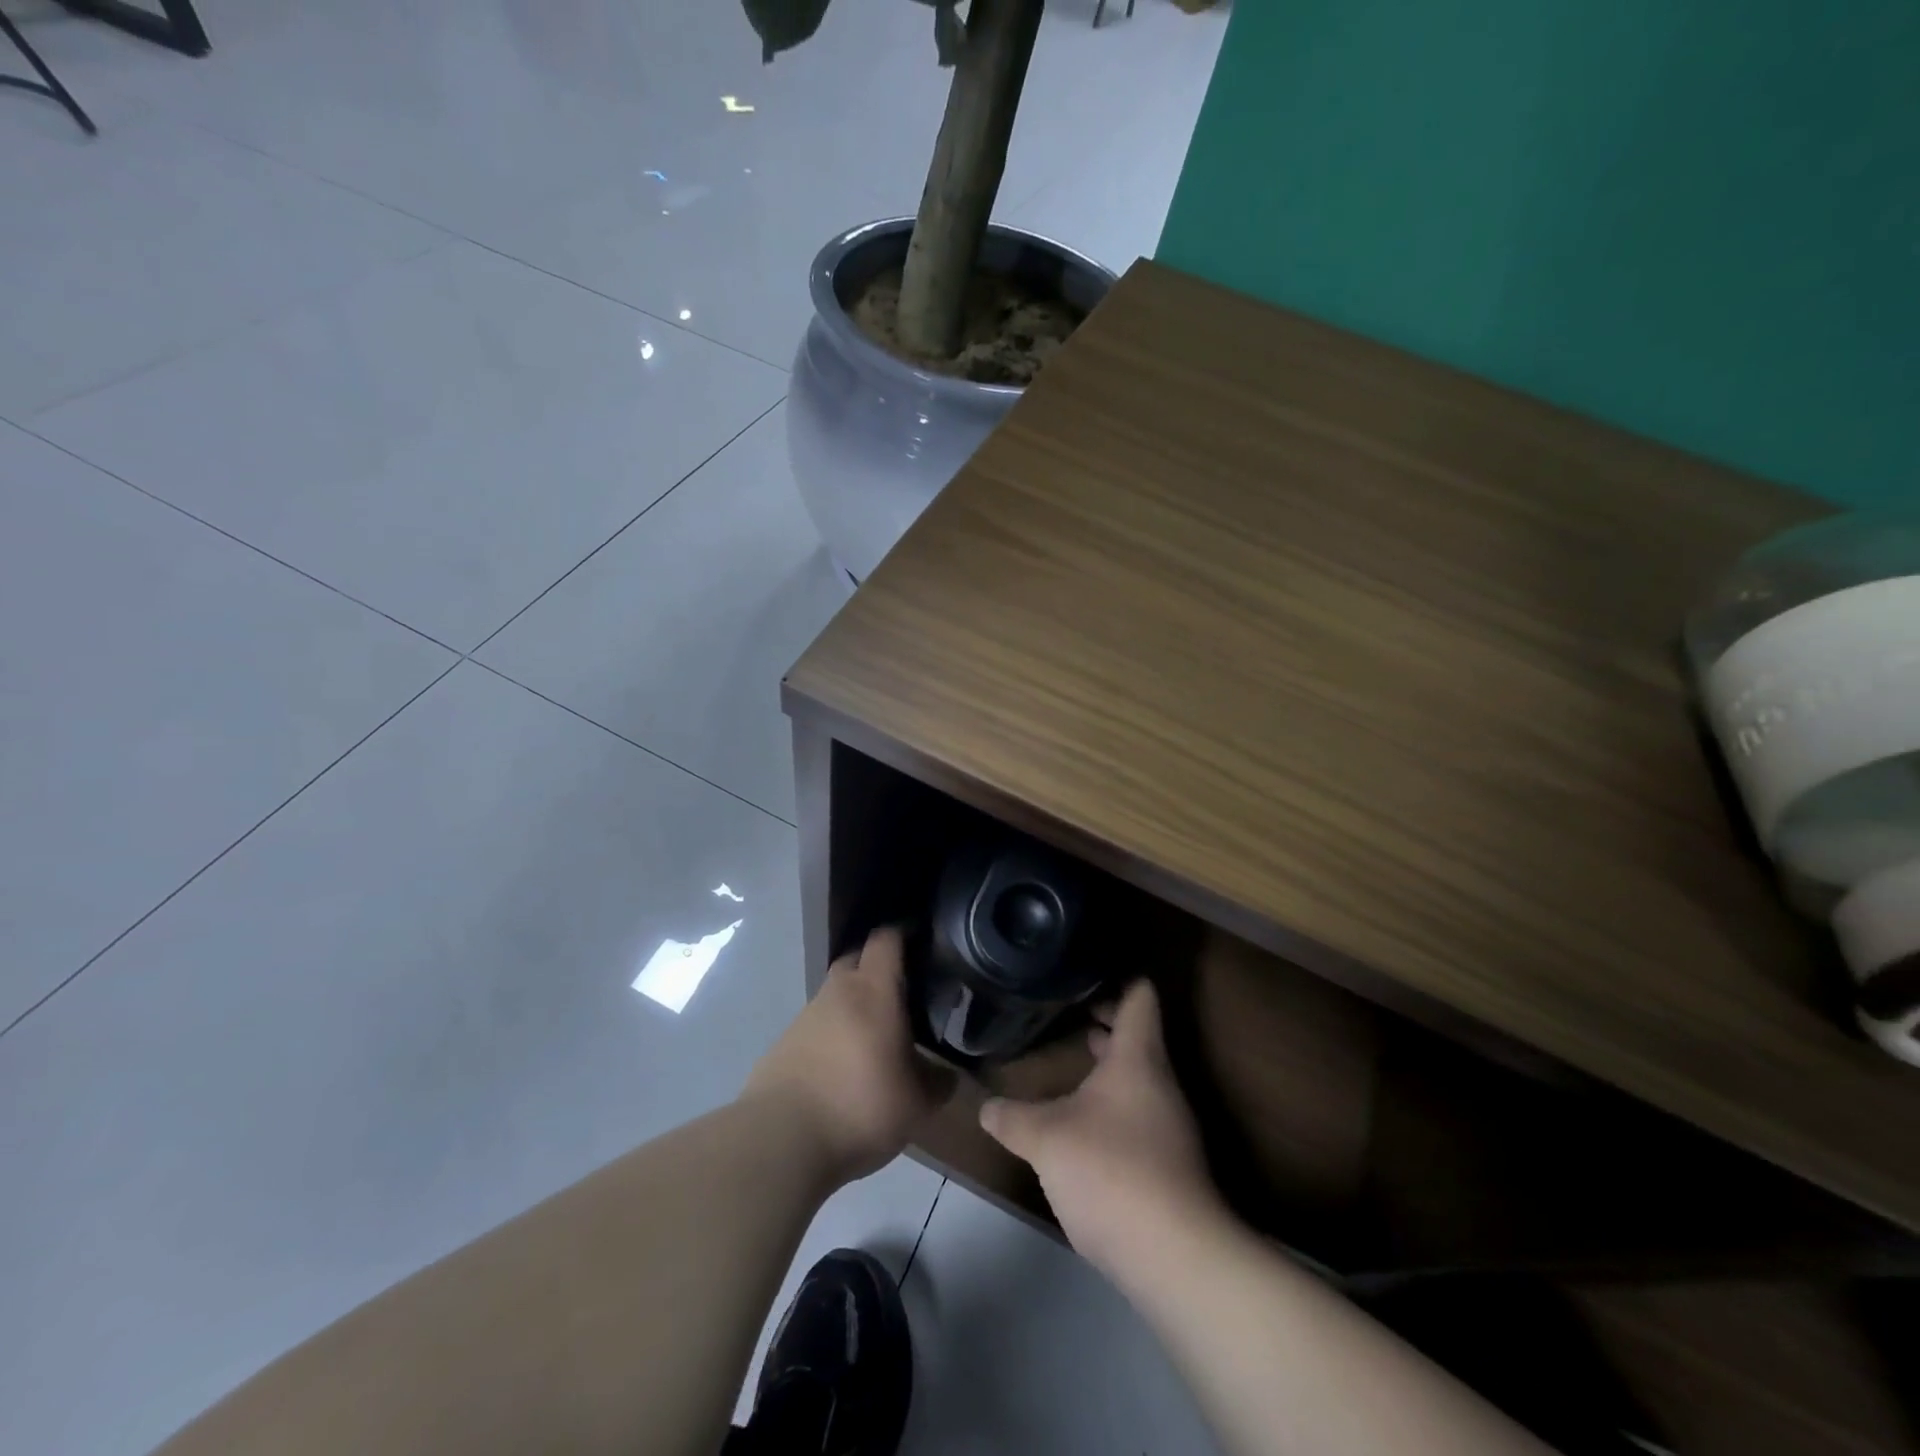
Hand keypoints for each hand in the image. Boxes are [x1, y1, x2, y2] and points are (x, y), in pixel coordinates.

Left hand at [745, 927, 955, 1183]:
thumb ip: (937, 1083)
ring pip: (835, 996)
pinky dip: (832, 1036)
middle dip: (877, 967)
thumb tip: (948, 1075)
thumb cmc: (860, 1106)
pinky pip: (816, 1028)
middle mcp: (837, 992)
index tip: (923, 941)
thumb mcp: (916, 1104)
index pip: (886, 939)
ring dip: (853, 1006)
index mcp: (873, 991)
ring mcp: (805, 1017)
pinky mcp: (783, 1045)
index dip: (904, 934)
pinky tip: (843, 1068)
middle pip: (856, 959)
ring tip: (875, 1037)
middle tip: (903, 990)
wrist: (781, 1140)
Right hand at [979, 979, 1223, 1277]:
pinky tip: (1081, 1125)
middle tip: (1065, 1015)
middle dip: (1103, 1024)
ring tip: (1067, 1067)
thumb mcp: (1046, 1139)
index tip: (1084, 973)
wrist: (1176, 1257)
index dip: (1117, 978)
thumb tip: (986, 1106)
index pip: (1139, 996)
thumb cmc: (1111, 1171)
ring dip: (1106, 1069)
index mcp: (1138, 1058)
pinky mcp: (1169, 1164)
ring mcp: (1170, 1125)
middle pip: (1138, 1036)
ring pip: (1137, 1078)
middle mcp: (1160, 1082)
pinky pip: (1139, 1114)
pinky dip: (1112, 1106)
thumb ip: (1013, 1118)